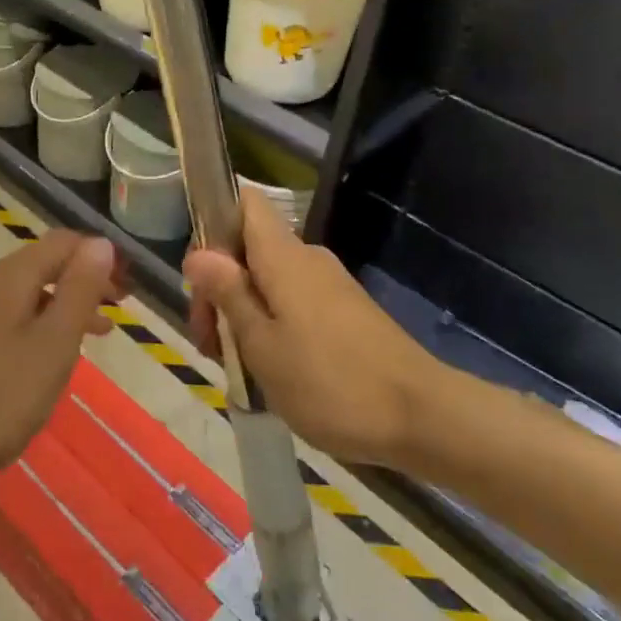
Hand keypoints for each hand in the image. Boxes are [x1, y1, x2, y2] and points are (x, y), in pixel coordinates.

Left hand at [0, 231, 121, 477]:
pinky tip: (57, 347)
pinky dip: (43, 319)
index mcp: (8, 276)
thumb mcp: (54, 343)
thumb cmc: (3, 395)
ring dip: (67, 301)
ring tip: (101, 330)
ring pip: (30, 289)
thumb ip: (80, 290)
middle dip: (85, 278)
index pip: (63, 242)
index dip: (99, 255)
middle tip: (121, 306)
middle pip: (45, 262)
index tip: (129, 284)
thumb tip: (102, 243)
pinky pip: (13, 311)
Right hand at [184, 188, 450, 467]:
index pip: (244, 202)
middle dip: (220, 287)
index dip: (213, 223)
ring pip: (268, 280)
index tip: (199, 275)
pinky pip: (293, 302)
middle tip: (211, 344)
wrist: (423, 417)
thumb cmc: (330, 382)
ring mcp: (329, 285)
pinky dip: (271, 326)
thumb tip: (197, 253)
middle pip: (248, 249)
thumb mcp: (262, 344)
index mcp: (283, 256)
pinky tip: (270, 370)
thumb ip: (228, 294)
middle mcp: (307, 259)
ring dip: (243, 313)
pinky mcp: (345, 312)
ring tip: (237, 367)